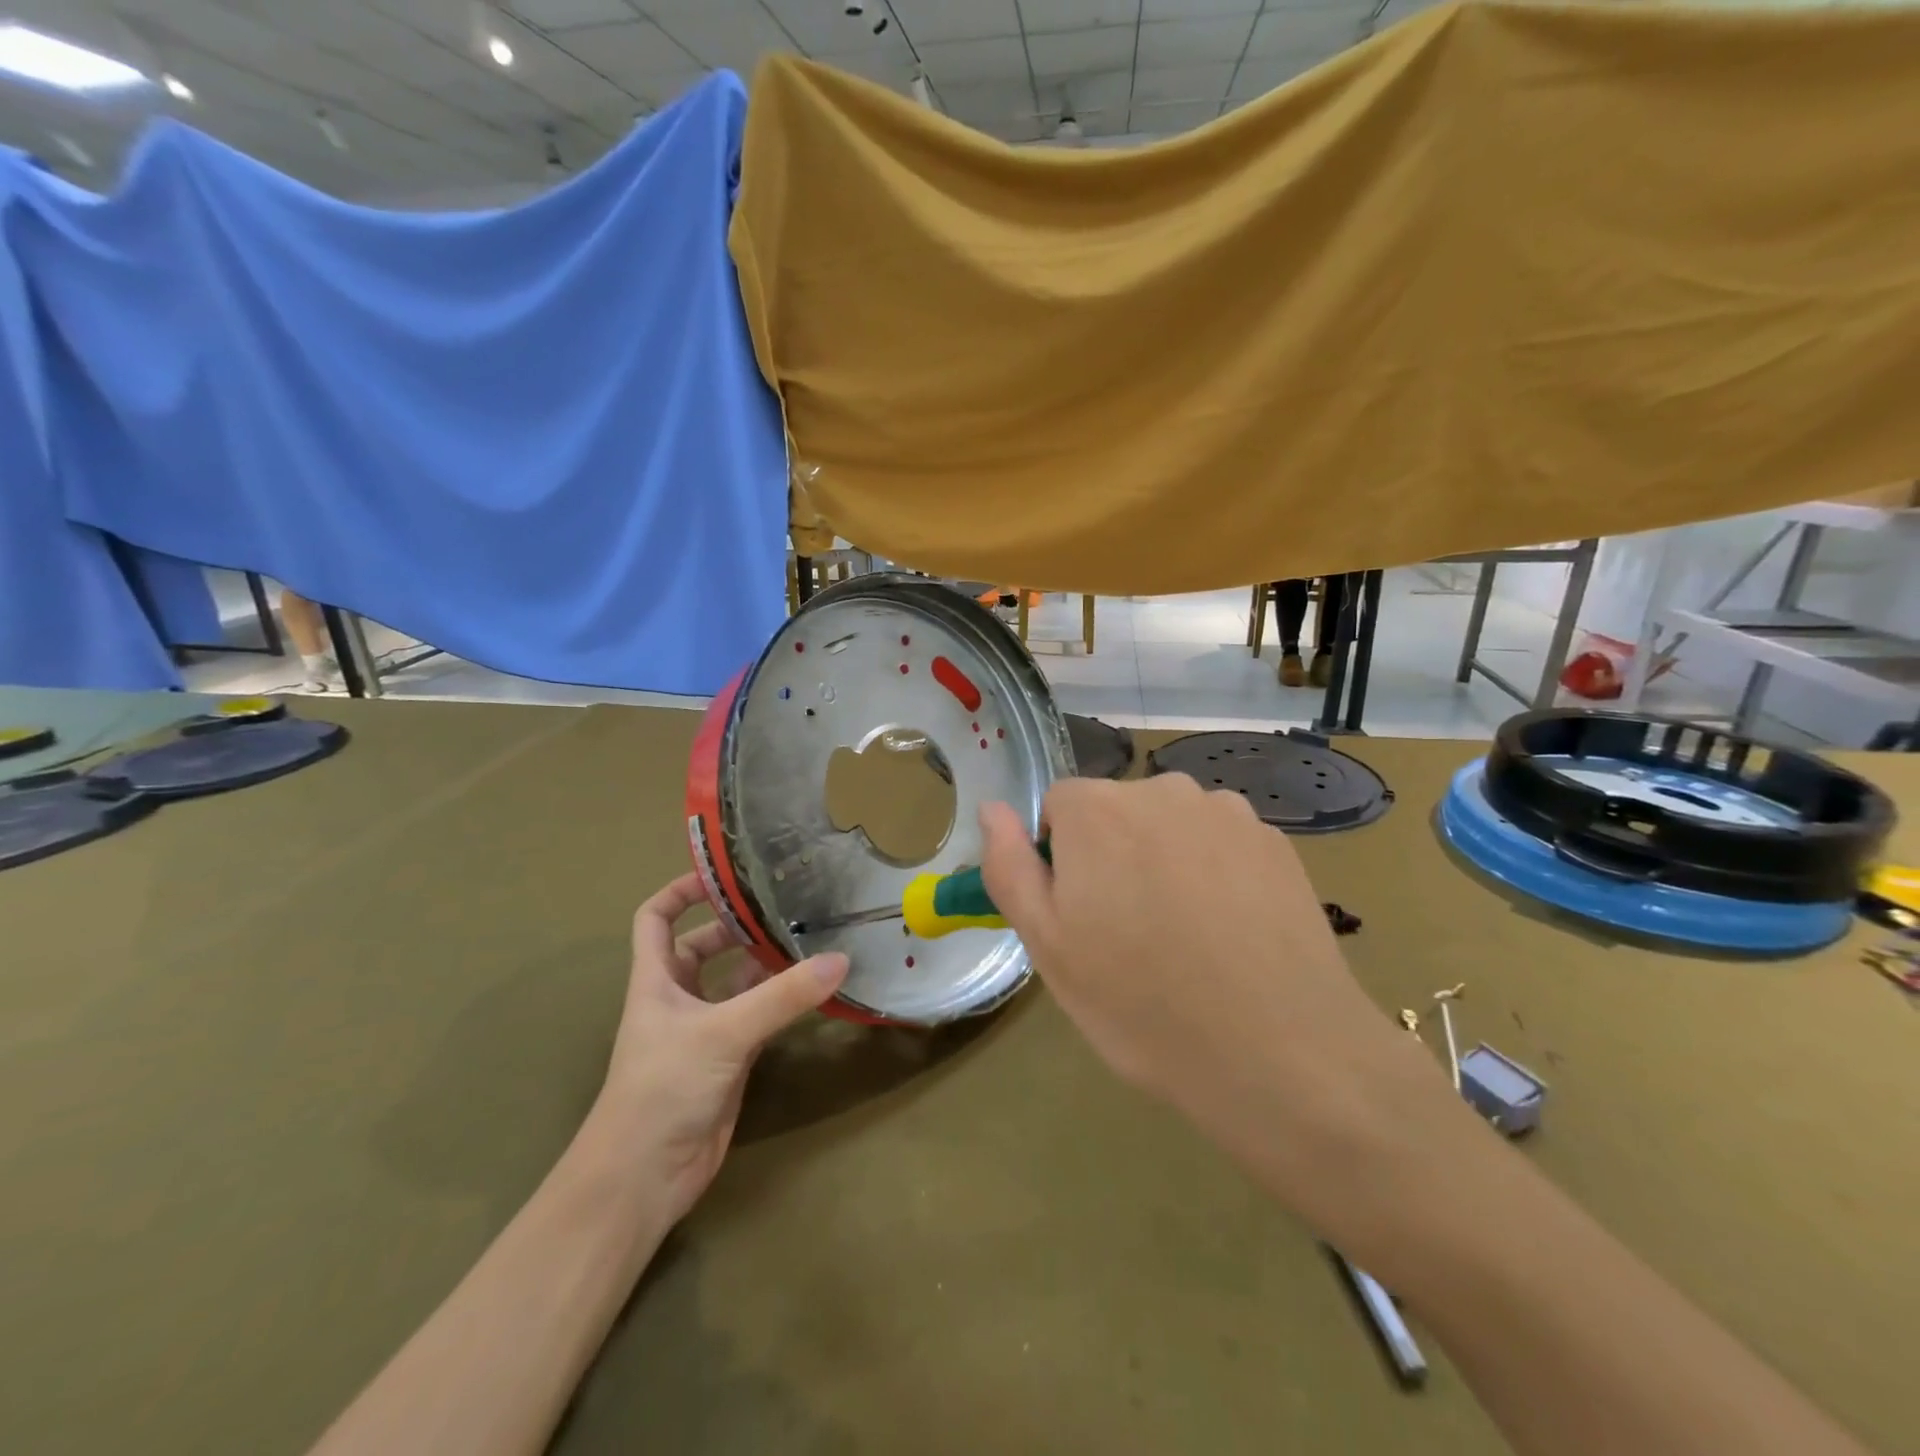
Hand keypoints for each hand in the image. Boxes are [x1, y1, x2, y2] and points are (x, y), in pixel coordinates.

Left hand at [592, 873, 847, 1223]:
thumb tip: (840, 959)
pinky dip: (781, 1002)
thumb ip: (783, 996)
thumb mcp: (724, 1032)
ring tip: (810, 938)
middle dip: (737, 925)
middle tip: (786, 906)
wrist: (643, 1179)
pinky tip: (814, 990)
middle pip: (702, 946)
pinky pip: (758, 1017)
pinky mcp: (728, 1060)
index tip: (726, 875)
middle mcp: (678, 998)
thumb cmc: (664, 1089)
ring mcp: (704, 1030)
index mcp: (656, 979)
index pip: (656, 918)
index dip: (682, 890)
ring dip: (765, 963)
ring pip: (735, 983)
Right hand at [979, 775, 1468, 1258]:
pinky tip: (1232, 934)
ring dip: (1166, 862)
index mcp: (1097, 809)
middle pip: (1117, 811)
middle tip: (1130, 935)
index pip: (1058, 807)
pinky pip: (1222, 844)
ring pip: (1172, 827)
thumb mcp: (1049, 946)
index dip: (1061, 860)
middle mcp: (1162, 790)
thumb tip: (992, 808)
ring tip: (1187, 938)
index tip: (1081, 917)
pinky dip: (1216, 874)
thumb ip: (1010, 866)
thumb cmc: (1141, 1003)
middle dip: (1113, 856)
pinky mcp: (1277, 842)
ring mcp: (1227, 812)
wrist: (1281, 1053)